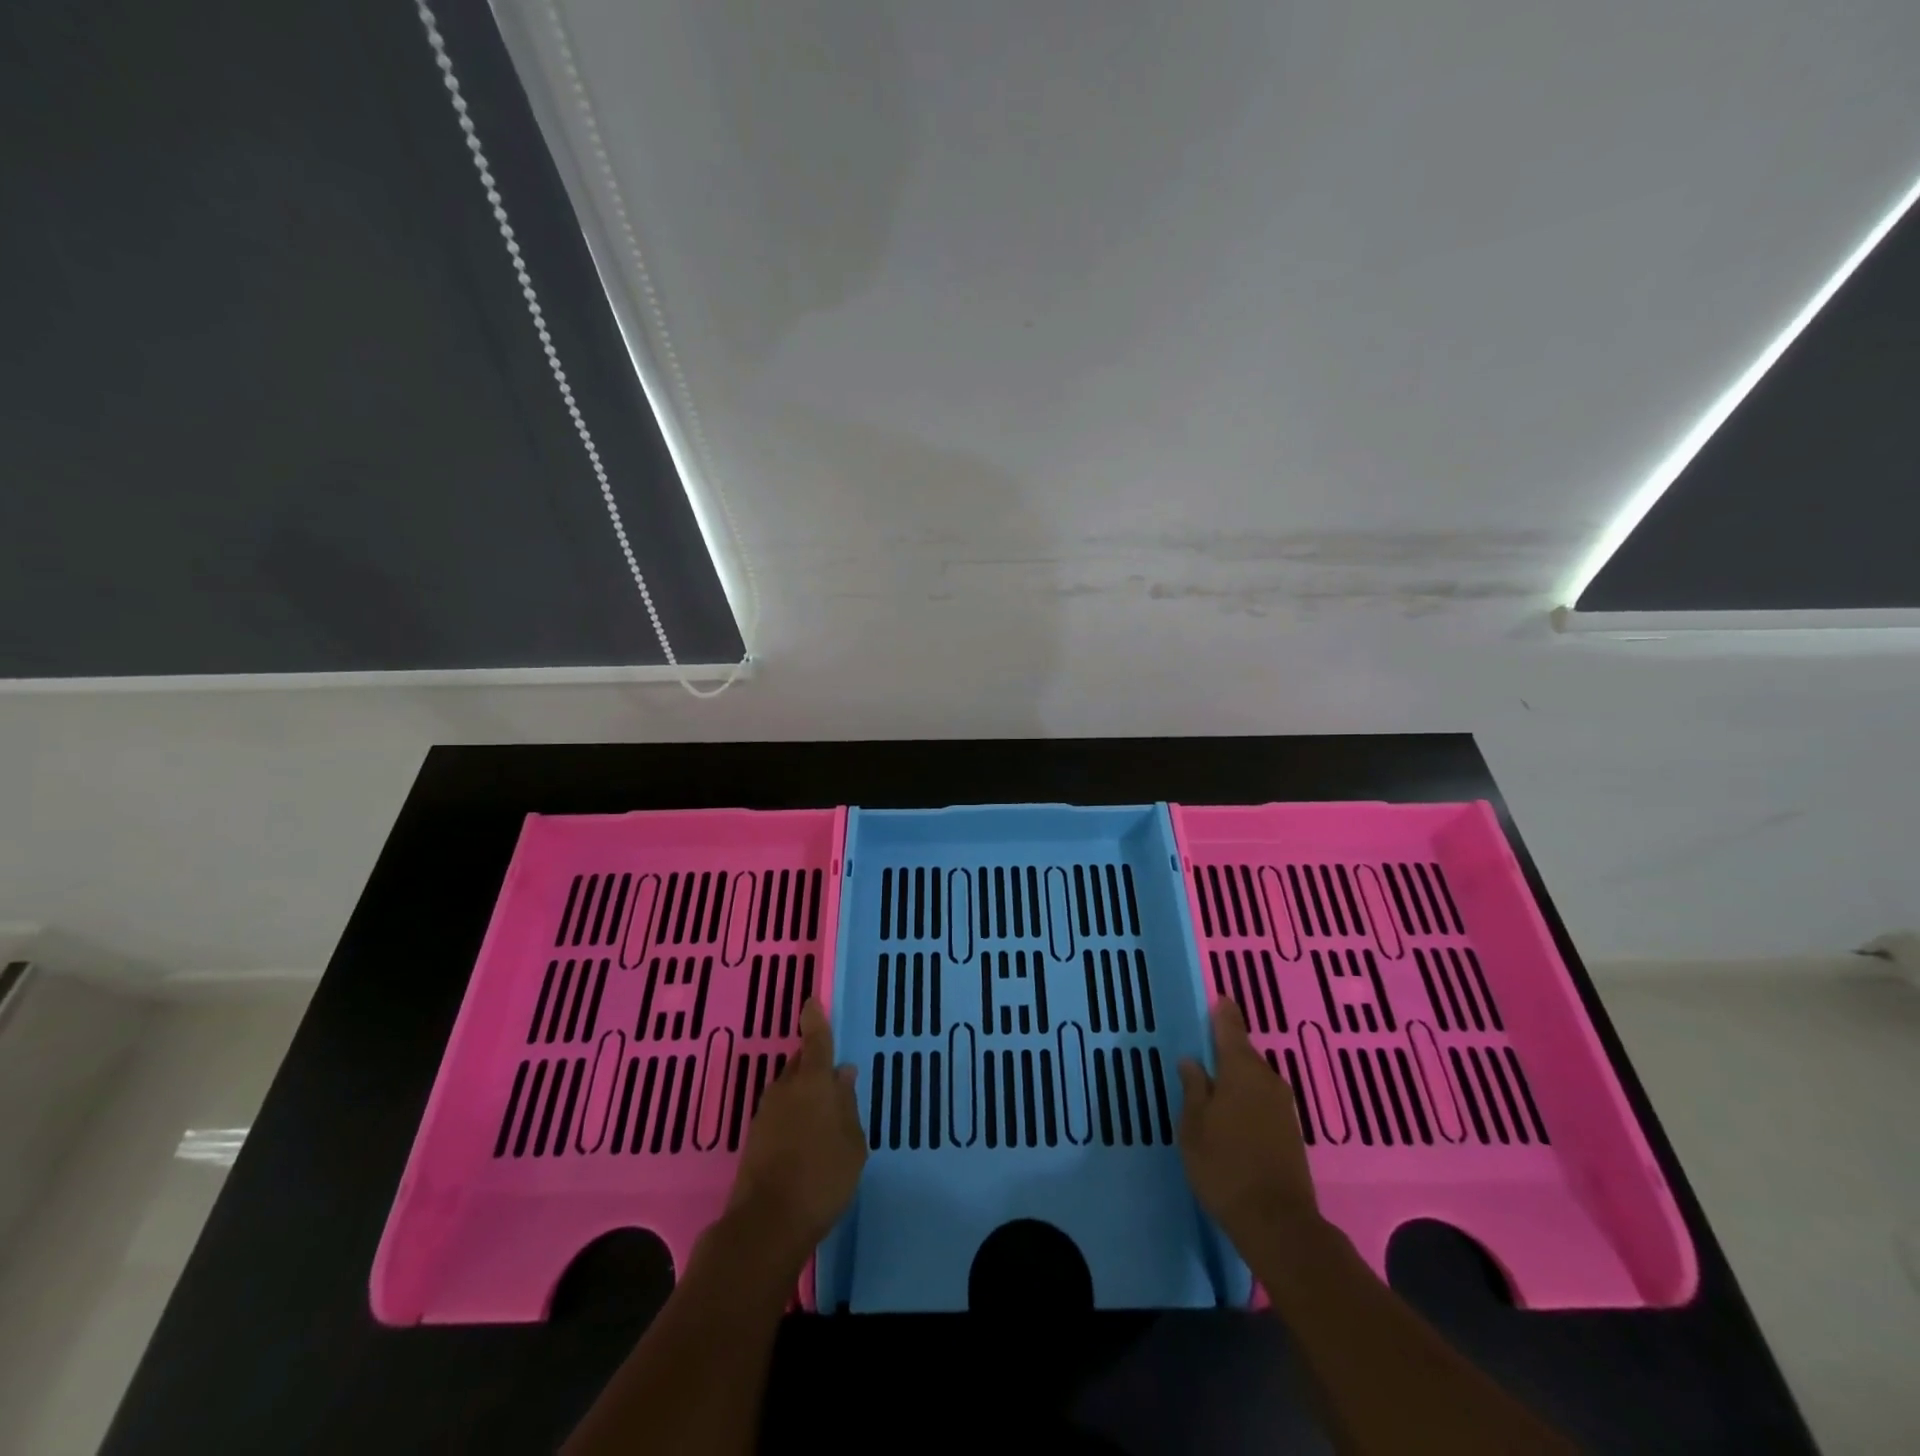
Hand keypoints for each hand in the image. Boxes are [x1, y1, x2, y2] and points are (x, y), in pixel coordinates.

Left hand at [724, 999, 866, 1262]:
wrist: (766, 1225)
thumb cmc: (822, 1177)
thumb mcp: (852, 1143)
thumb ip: (847, 1105)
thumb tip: (842, 1075)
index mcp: (813, 1082)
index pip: (815, 1040)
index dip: (815, 1019)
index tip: (811, 1001)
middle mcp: (786, 1088)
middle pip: (800, 1064)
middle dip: (814, 1063)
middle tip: (833, 1077)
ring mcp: (766, 1113)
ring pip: (789, 1089)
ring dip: (804, 1094)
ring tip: (824, 1114)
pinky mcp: (755, 1138)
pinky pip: (780, 1113)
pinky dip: (793, 1116)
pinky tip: (806, 1137)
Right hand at [1178, 1001, 1320, 1249]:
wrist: (1278, 1225)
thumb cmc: (1225, 1167)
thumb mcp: (1193, 1126)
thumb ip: (1193, 1088)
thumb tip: (1192, 1061)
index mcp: (1241, 1069)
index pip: (1230, 1026)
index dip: (1221, 1011)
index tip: (1214, 998)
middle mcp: (1267, 1079)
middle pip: (1243, 1053)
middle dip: (1224, 1050)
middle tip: (1200, 1052)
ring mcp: (1283, 1106)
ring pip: (1253, 1078)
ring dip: (1235, 1078)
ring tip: (1211, 1086)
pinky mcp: (1290, 1131)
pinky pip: (1262, 1100)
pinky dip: (1246, 1099)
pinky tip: (1231, 1114)